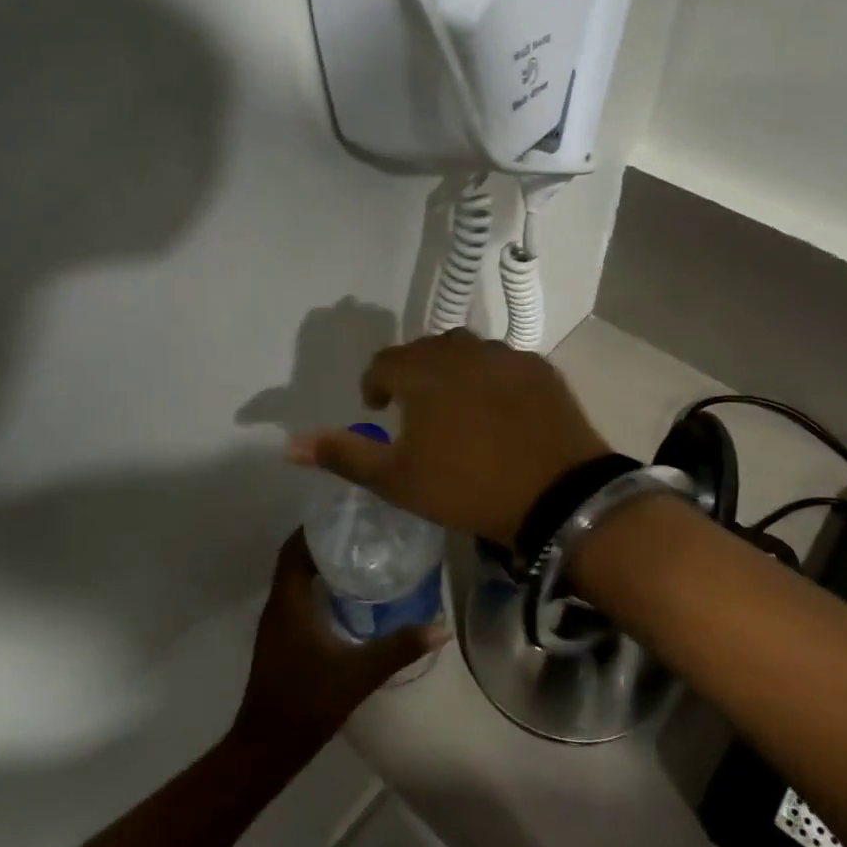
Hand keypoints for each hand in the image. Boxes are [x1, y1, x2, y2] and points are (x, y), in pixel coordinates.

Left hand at [229, 533, 445, 760]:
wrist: (268, 746)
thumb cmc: (308, 701)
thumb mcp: (359, 672)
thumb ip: (399, 647)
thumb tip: (439, 628)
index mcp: (289, 602)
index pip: (295, 549)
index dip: (316, 528)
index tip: (347, 516)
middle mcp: (277, 606)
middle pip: (295, 560)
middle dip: (324, 543)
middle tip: (362, 533)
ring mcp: (276, 626)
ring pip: (294, 581)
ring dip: (320, 566)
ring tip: (359, 557)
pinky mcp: (280, 642)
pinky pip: (297, 600)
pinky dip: (317, 589)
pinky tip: (346, 599)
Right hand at [287, 330, 610, 544]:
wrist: (557, 495)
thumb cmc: (466, 487)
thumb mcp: (396, 479)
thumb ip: (343, 454)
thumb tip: (288, 444)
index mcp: (422, 373)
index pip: (385, 363)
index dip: (375, 385)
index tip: (378, 410)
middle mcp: (462, 351)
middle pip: (425, 350)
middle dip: (412, 374)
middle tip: (414, 409)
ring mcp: (507, 356)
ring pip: (466, 351)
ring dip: (451, 371)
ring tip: (455, 406)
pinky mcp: (541, 370)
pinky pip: (503, 362)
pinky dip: (490, 377)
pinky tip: (499, 409)